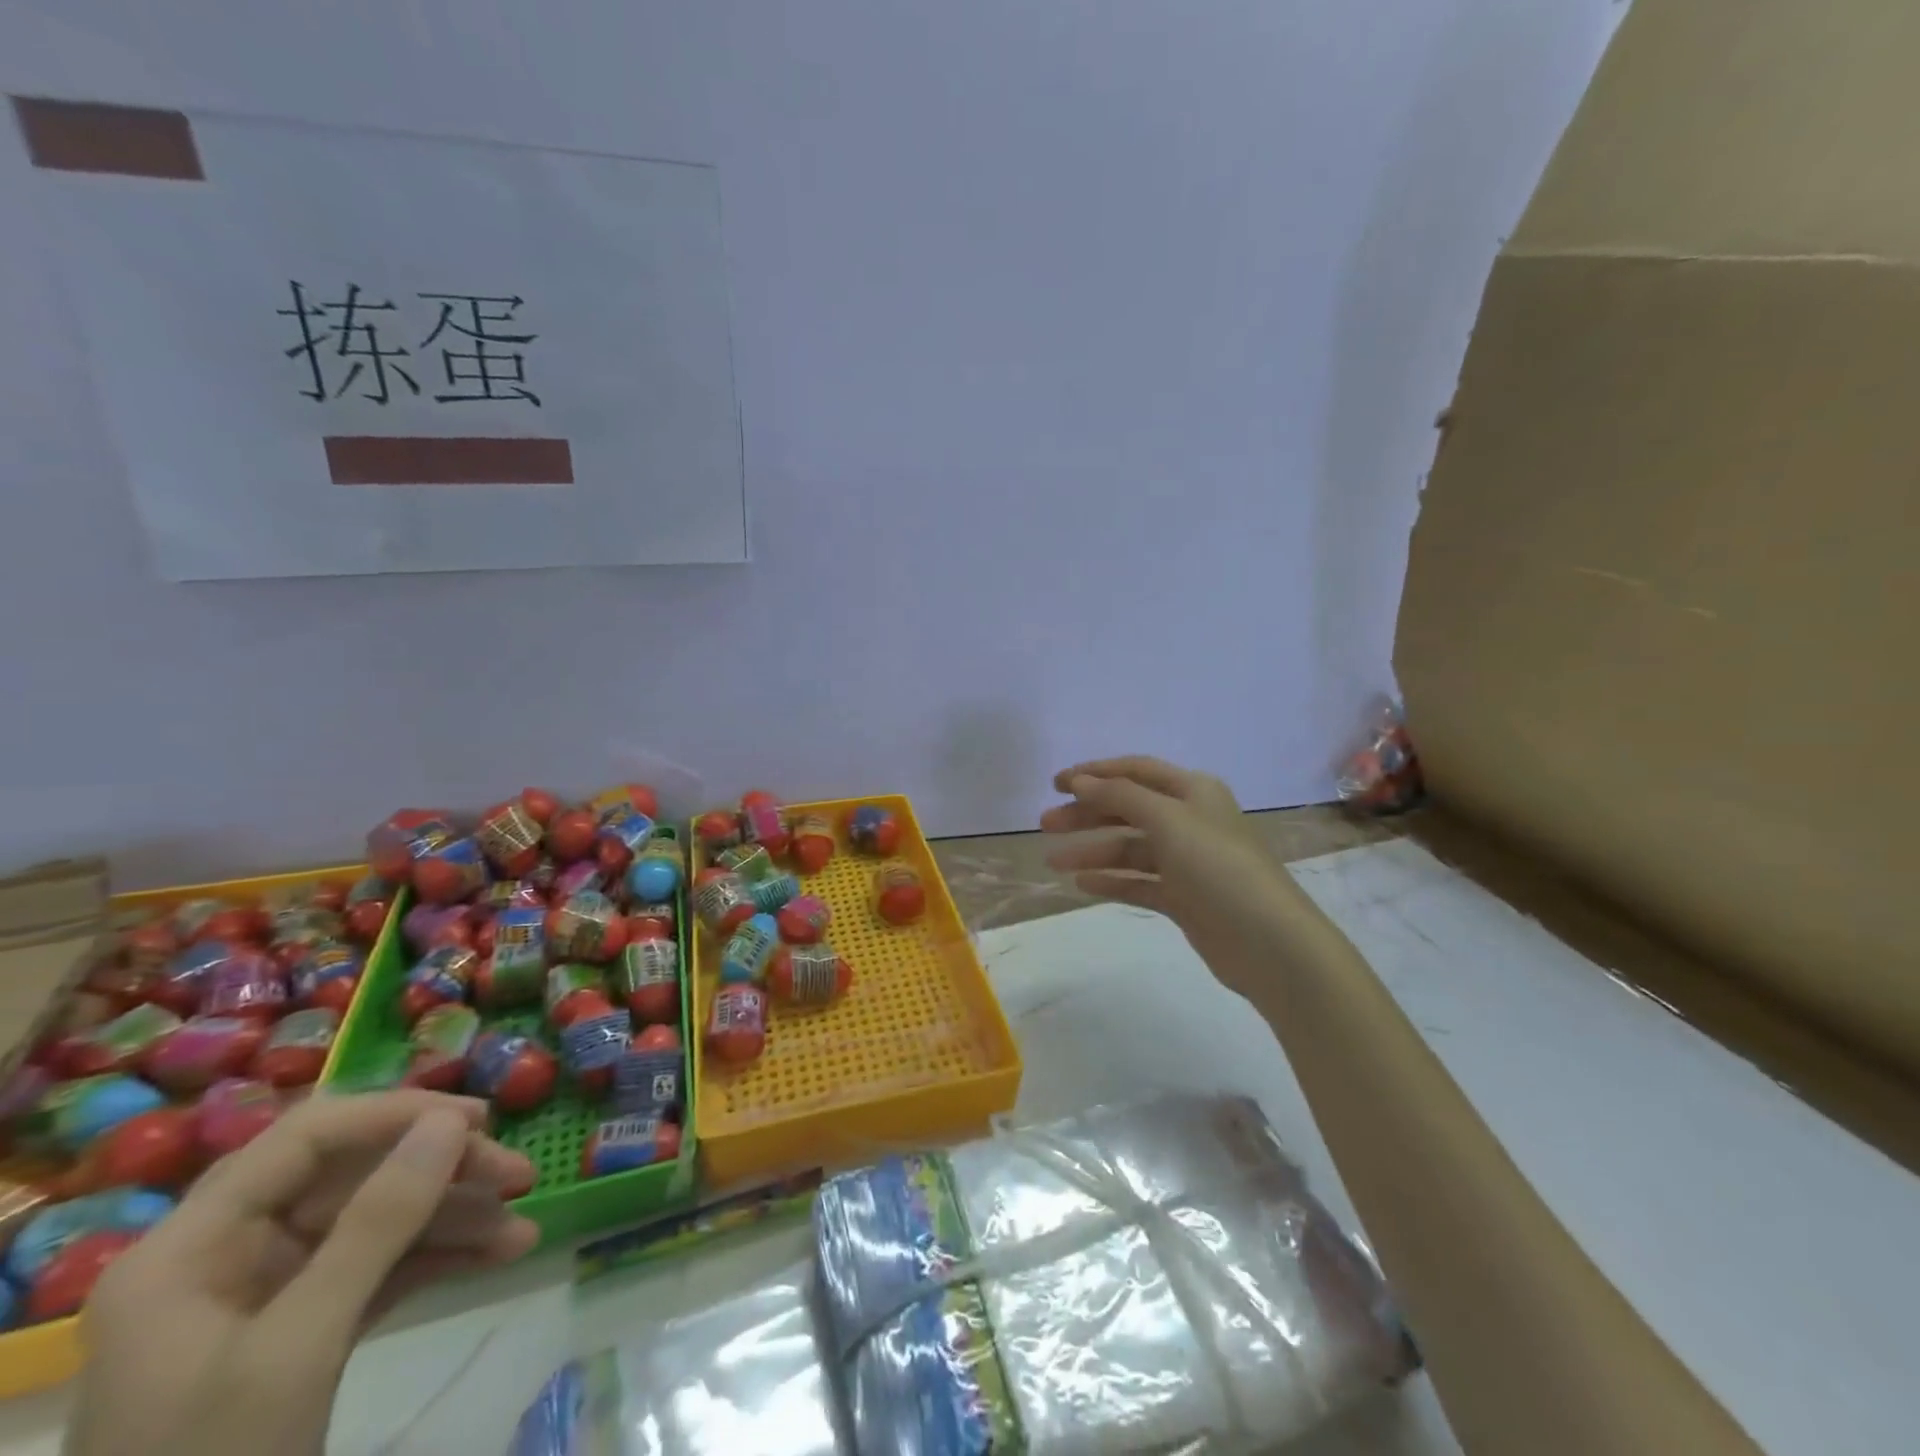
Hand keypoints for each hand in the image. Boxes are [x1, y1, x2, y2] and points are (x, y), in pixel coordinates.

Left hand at [66, 1091, 539, 1455]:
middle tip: (518, 1175)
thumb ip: (377, 1223)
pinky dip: (439, 1258)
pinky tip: (498, 1255)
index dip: (397, 1115)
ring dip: (454, 1218)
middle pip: (353, 1176)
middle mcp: (227, 1254)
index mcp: (191, 1246)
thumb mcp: (298, 1345)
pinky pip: (382, 1267)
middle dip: (441, 1172)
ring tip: (522, 1228)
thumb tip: (451, 1120)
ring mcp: (266, 1294)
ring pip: (378, 1220)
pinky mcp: (302, 1329)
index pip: (309, 1137)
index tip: (478, 1120)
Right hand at [1040, 756, 1299, 992]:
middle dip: (1087, 814)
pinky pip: (1139, 882)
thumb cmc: (1219, 867)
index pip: (1135, 771)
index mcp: (1193, 791)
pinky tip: (1082, 885)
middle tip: (1045, 824)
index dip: (1095, 773)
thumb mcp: (1168, 820)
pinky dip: (1112, 880)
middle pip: (1128, 809)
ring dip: (1092, 851)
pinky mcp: (1184, 898)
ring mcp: (1187, 862)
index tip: (1055, 783)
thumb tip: (1079, 781)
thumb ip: (1120, 797)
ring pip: (1130, 848)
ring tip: (1053, 862)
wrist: (1269, 943)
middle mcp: (1190, 820)